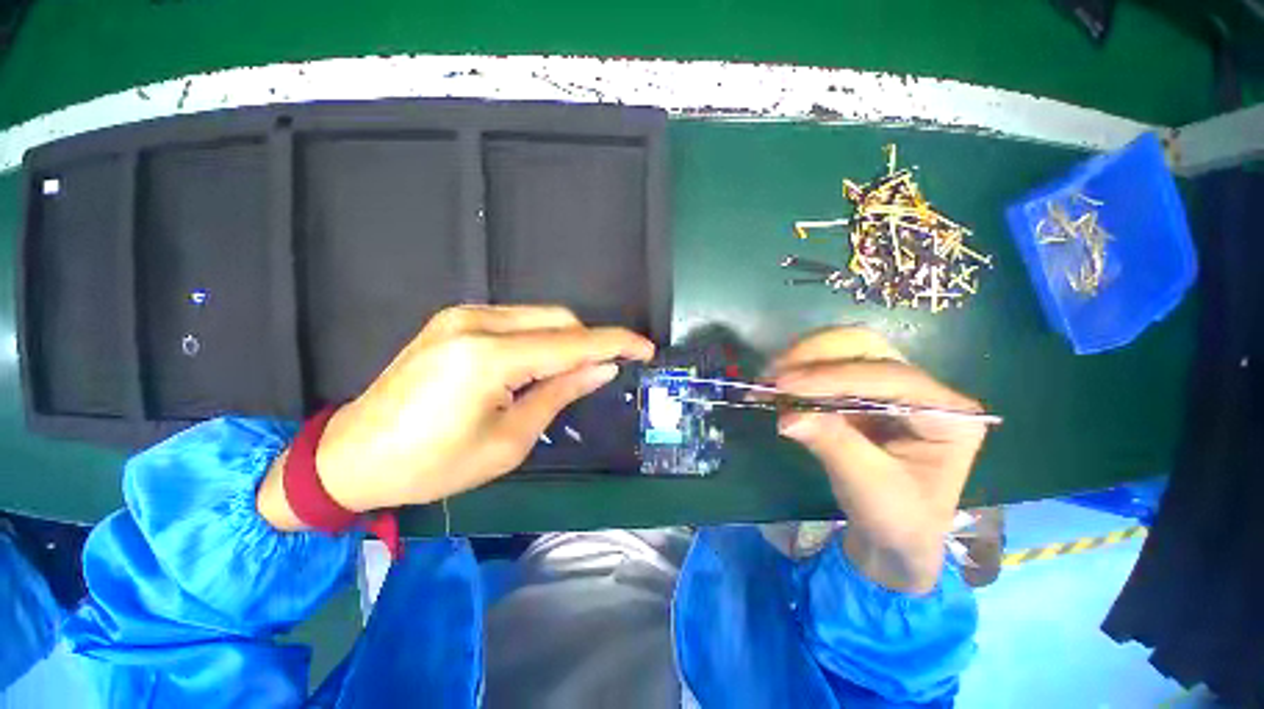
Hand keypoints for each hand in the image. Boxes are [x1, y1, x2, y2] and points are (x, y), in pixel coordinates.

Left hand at [258, 305, 653, 528]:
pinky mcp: (454, 320)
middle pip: (558, 319)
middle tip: (603, 372)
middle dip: (590, 342)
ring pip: (539, 317)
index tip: (645, 348)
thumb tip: (602, 368)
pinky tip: (538, 365)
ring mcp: (462, 316)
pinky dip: (541, 339)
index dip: (615, 343)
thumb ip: (560, 393)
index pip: (571, 342)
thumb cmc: (433, 464)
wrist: (353, 456)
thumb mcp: (509, 440)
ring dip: (566, 341)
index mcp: (488, 358)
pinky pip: (517, 321)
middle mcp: (476, 322)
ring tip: (571, 374)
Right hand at [770, 328, 988, 592]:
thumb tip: (787, 415)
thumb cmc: (896, 518)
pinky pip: (826, 368)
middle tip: (775, 374)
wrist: (892, 534)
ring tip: (768, 380)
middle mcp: (922, 388)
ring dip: (801, 359)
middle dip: (815, 355)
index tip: (785, 385)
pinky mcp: (860, 391)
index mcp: (948, 413)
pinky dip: (796, 373)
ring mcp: (889, 386)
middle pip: (866, 347)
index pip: (889, 377)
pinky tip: (773, 387)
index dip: (833, 377)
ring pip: (842, 349)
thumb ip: (833, 445)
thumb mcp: (869, 487)